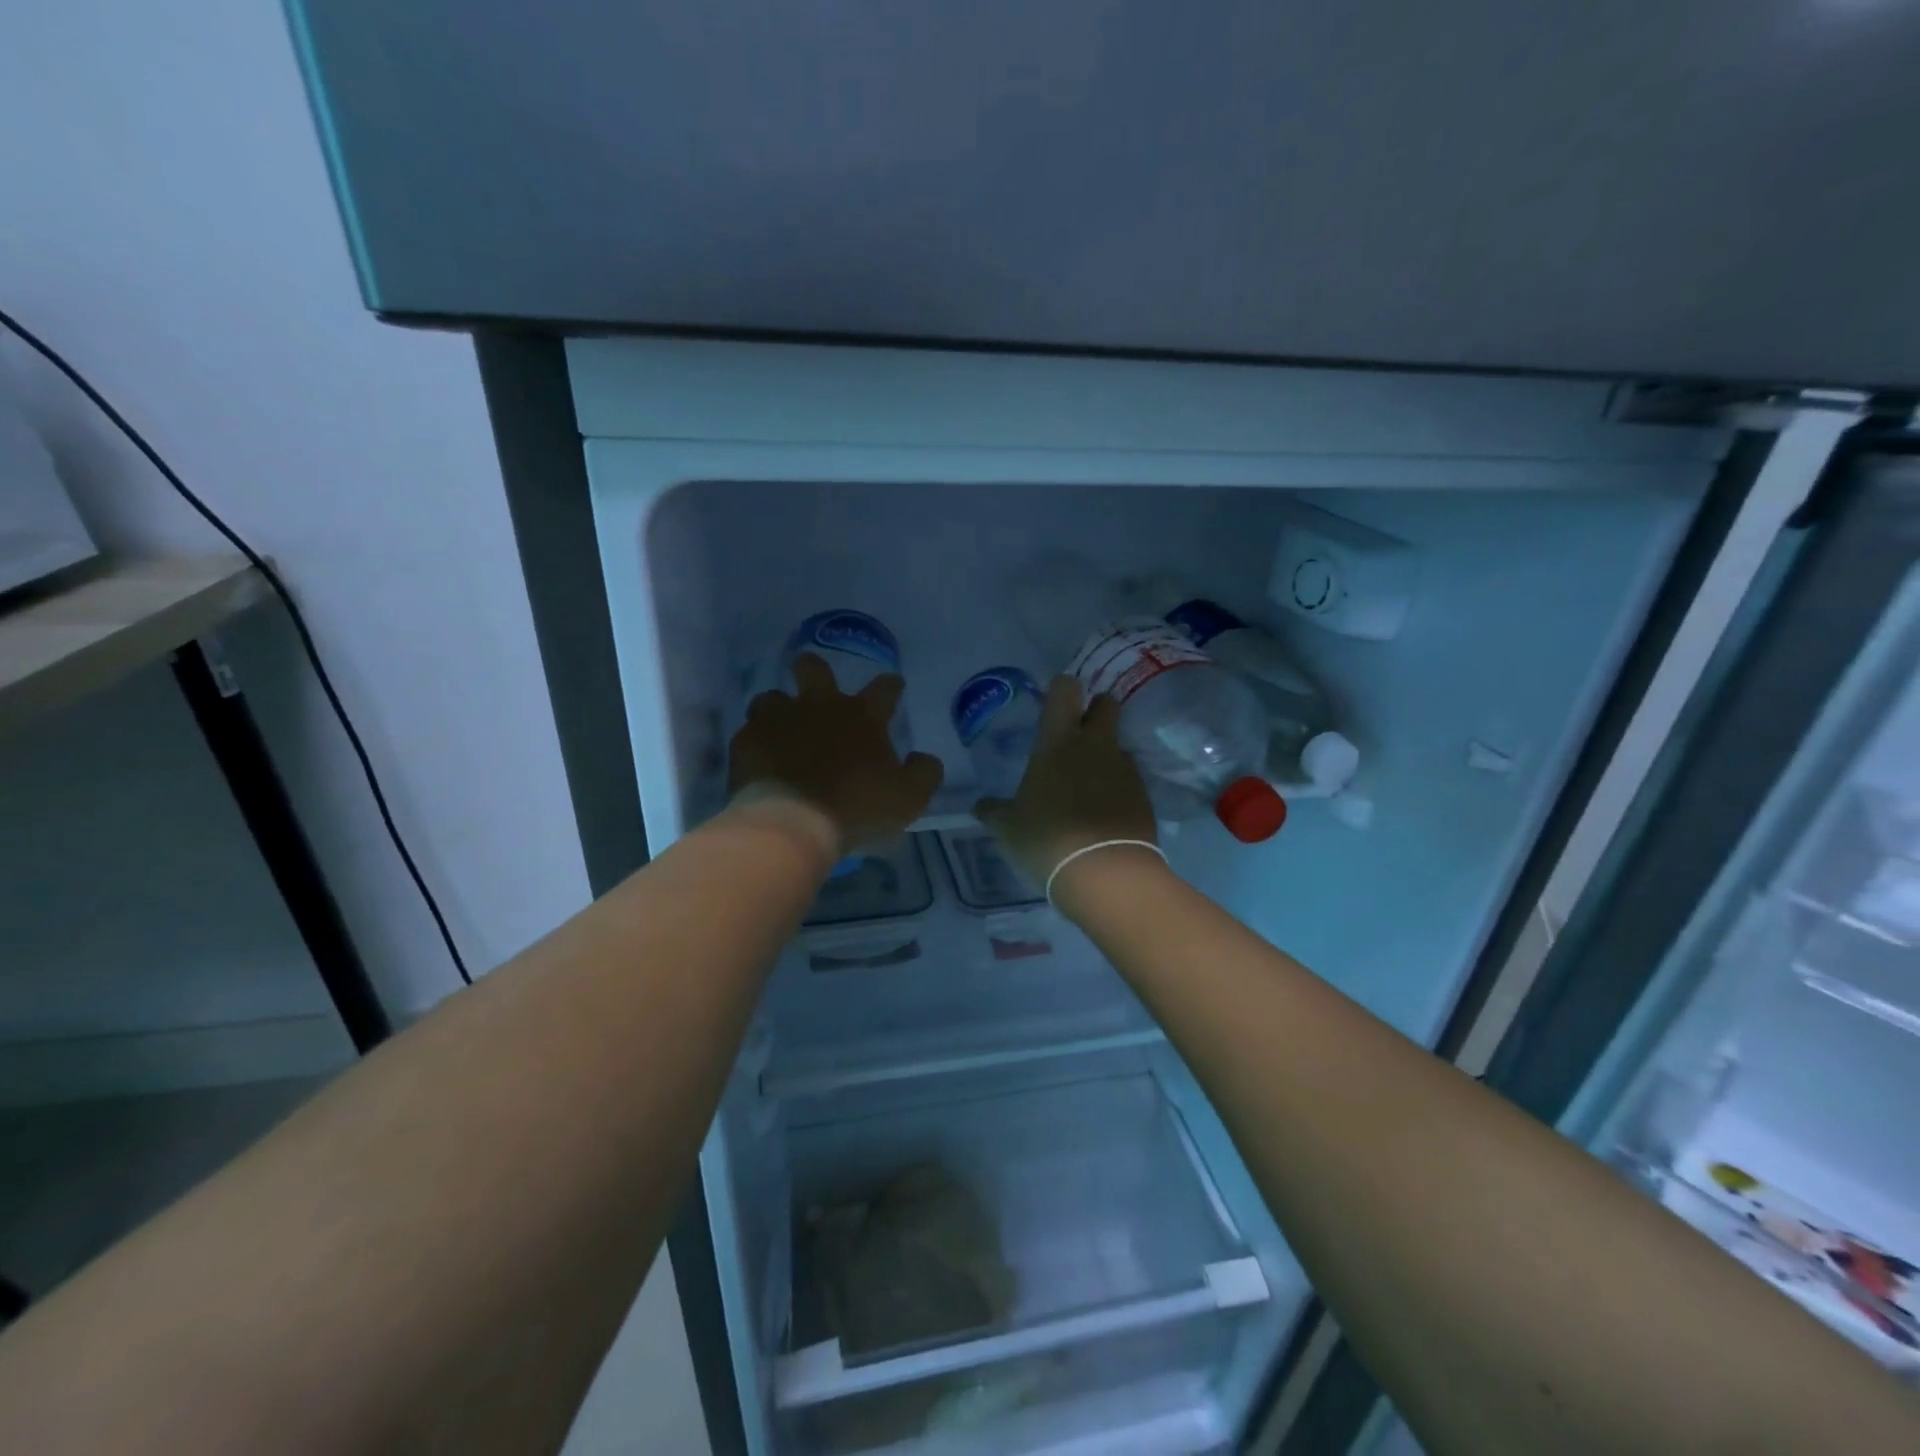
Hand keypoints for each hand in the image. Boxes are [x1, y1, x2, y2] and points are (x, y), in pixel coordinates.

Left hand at [728, 652, 944, 860]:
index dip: (891, 686)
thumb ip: (924, 773)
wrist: (793, 823)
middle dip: (815, 670)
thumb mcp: (909, 798)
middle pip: (814, 668)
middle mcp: (819, 706)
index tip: (893, 687)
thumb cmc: (857, 809)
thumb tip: (924, 758)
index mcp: (863, 716)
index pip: (884, 689)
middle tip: (817, 688)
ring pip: (773, 697)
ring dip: (779, 710)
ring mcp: (778, 720)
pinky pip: (749, 732)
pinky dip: (756, 743)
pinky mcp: (747, 741)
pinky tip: (759, 760)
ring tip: (780, 731)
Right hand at [974, 676, 1158, 886]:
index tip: (1052, 705)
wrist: (1106, 873)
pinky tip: (1104, 812)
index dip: (1060, 690)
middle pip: (1106, 704)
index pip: (1065, 690)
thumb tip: (980, 806)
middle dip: (1095, 711)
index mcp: (1058, 741)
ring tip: (1087, 785)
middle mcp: (1096, 745)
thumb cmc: (1047, 838)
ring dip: (1105, 755)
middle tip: (1077, 735)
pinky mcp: (1144, 795)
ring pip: (1118, 744)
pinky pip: (1129, 778)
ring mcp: (1125, 768)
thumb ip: (994, 811)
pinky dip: (1117, 787)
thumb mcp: (1009, 827)